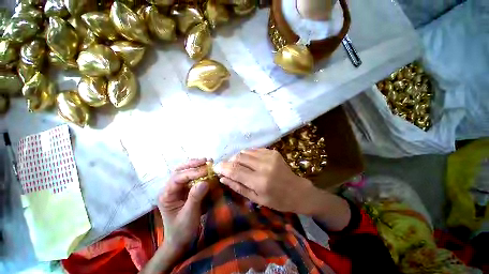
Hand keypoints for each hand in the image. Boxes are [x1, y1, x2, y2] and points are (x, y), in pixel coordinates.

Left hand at [157, 159, 209, 258]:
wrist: (180, 241)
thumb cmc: (182, 230)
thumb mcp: (189, 216)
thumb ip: (195, 198)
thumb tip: (205, 182)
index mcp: (166, 195)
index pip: (178, 178)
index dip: (192, 172)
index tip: (206, 171)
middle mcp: (170, 189)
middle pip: (178, 170)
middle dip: (192, 164)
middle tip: (206, 160)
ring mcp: (177, 188)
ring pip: (184, 171)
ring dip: (195, 165)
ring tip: (207, 161)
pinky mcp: (185, 189)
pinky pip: (191, 176)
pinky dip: (198, 170)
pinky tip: (206, 168)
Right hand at [214, 148, 314, 213]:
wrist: (297, 191)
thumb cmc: (277, 200)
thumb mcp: (256, 198)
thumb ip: (238, 187)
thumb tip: (223, 178)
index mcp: (260, 181)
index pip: (235, 170)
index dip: (223, 167)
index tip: (216, 167)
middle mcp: (264, 166)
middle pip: (239, 157)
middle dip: (230, 161)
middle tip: (229, 167)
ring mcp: (270, 156)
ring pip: (246, 152)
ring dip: (239, 157)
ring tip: (240, 165)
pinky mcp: (273, 152)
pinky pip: (254, 150)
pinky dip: (248, 155)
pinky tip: (250, 161)